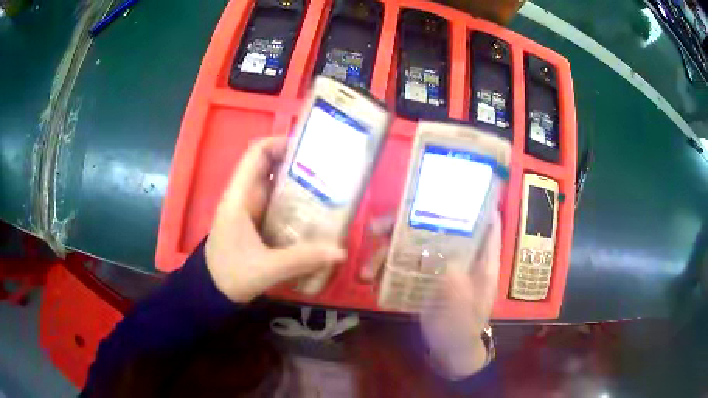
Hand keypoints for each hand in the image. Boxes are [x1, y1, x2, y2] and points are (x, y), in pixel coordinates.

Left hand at [205, 137, 345, 302]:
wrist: (211, 291)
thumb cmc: (230, 274)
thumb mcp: (265, 268)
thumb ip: (301, 259)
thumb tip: (340, 251)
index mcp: (239, 197)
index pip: (256, 154)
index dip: (280, 143)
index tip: (310, 149)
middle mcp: (245, 197)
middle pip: (271, 167)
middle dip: (299, 164)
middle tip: (330, 170)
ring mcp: (251, 209)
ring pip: (277, 186)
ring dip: (301, 185)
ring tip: (331, 188)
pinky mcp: (258, 223)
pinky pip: (279, 204)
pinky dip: (297, 204)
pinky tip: (318, 214)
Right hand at [362, 212, 501, 377]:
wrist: (449, 353)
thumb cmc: (461, 332)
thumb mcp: (462, 314)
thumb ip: (457, 290)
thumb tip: (445, 262)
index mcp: (480, 262)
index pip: (485, 225)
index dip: (473, 204)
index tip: (450, 189)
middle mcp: (461, 258)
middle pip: (439, 229)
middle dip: (407, 224)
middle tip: (376, 229)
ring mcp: (441, 267)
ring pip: (416, 246)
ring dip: (388, 252)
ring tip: (366, 271)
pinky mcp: (426, 279)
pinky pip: (406, 265)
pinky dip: (388, 268)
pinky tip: (372, 280)